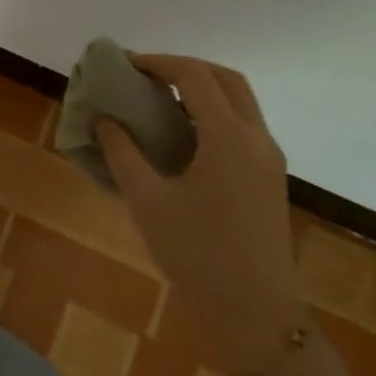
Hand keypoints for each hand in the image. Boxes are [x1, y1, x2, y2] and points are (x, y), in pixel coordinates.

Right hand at [97, 54, 299, 375]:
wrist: (255, 313)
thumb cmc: (196, 254)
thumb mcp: (146, 201)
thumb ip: (121, 153)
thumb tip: (104, 120)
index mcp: (228, 138)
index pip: (195, 76)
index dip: (158, 63)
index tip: (125, 65)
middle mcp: (257, 139)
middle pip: (226, 79)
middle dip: (185, 68)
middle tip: (146, 76)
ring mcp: (269, 159)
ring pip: (240, 101)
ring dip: (202, 89)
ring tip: (160, 100)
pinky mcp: (270, 178)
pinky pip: (244, 126)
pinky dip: (213, 113)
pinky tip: (182, 136)